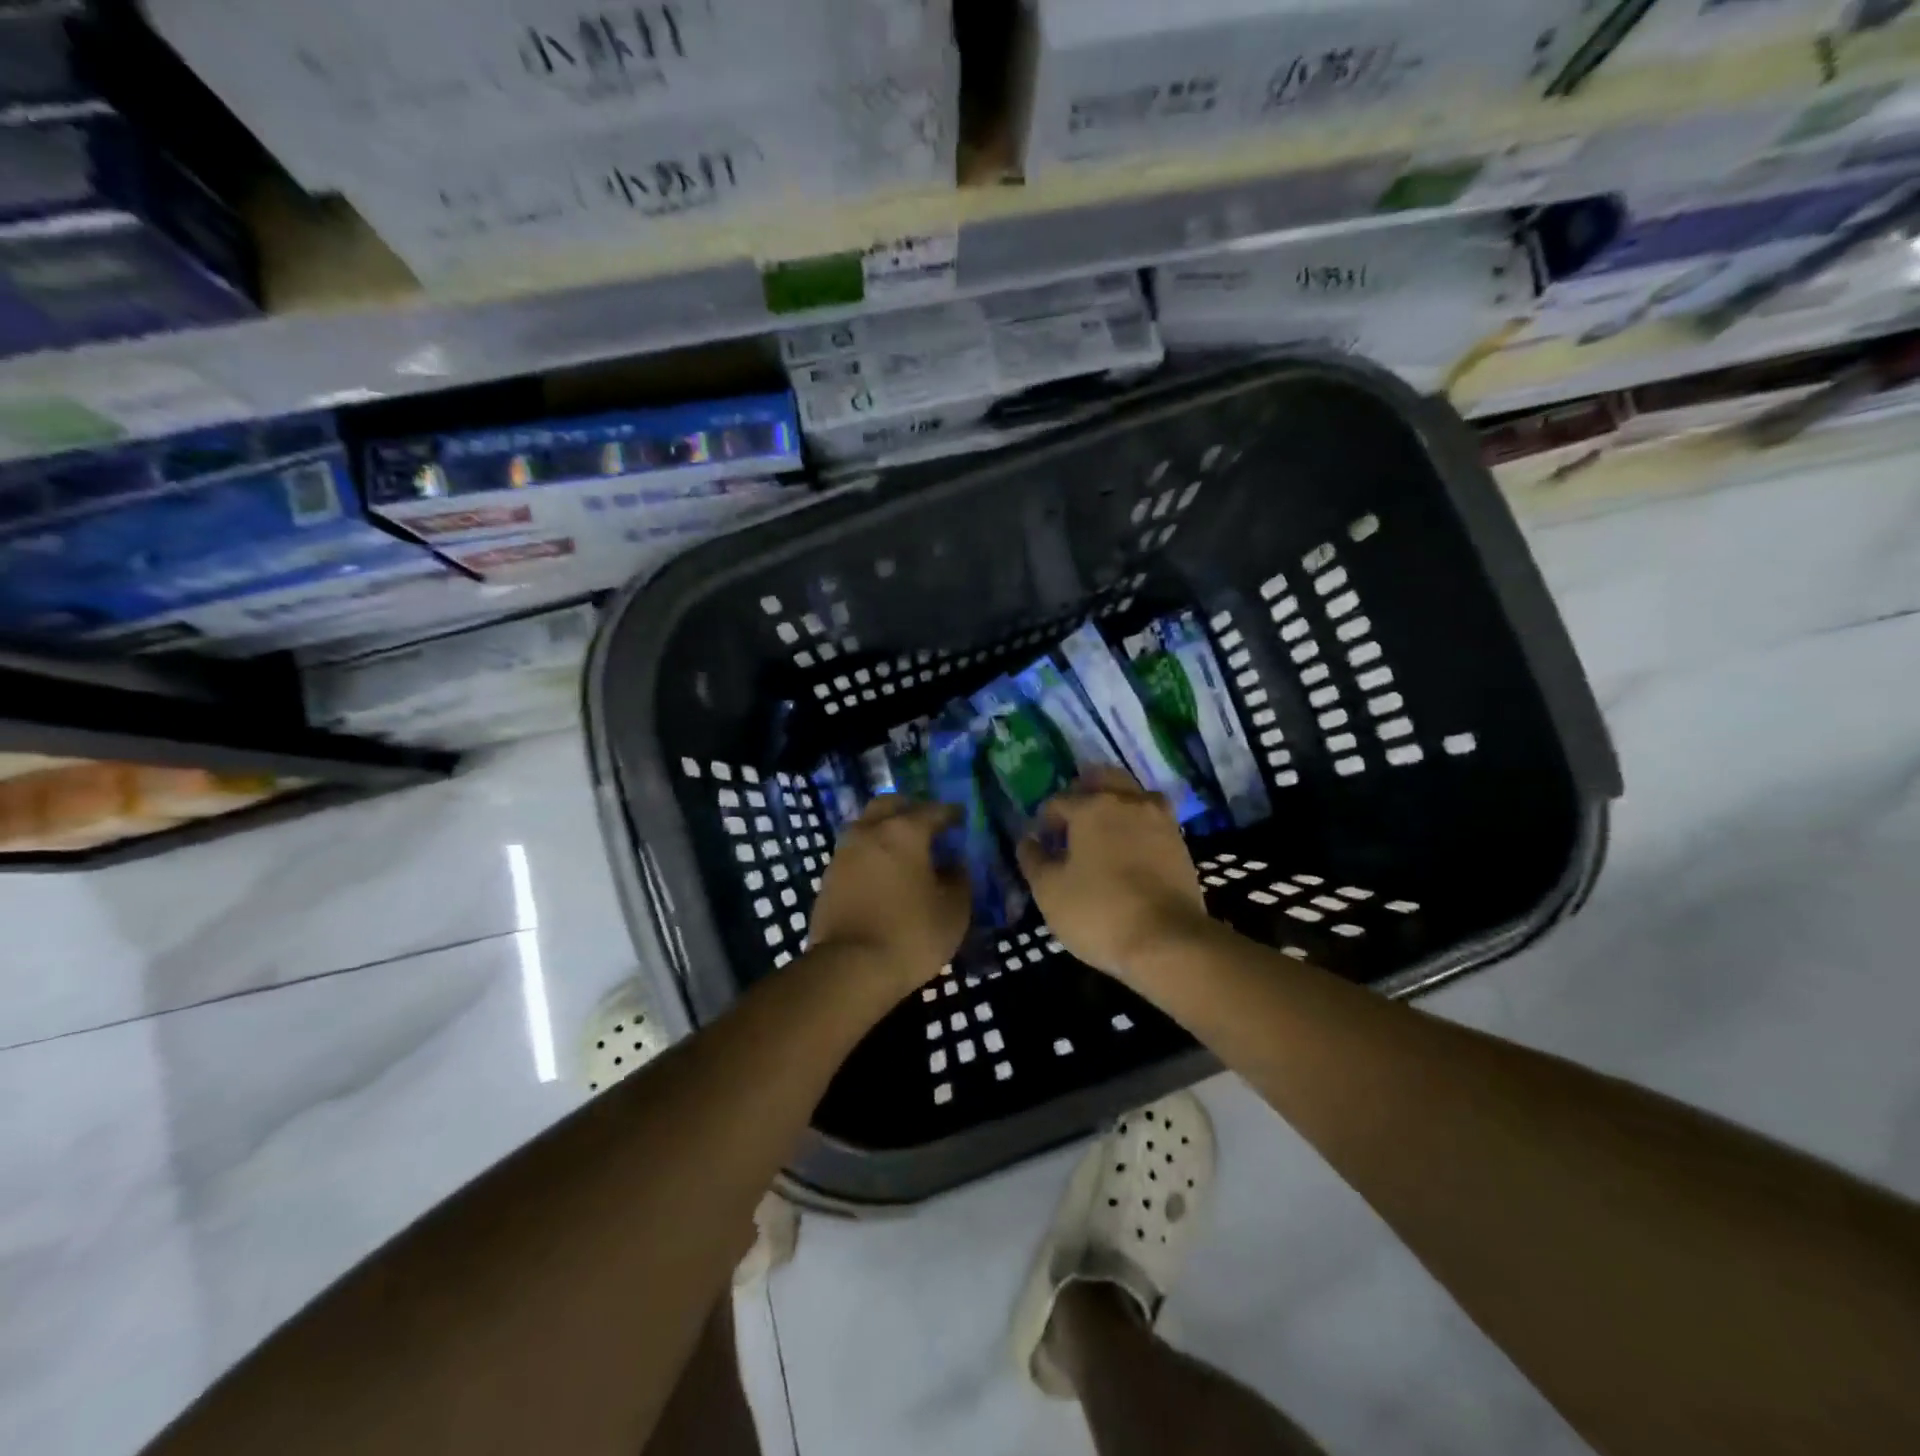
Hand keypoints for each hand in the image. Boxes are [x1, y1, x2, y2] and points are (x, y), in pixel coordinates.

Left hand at [807, 796, 968, 993]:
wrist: (849, 968)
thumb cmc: (910, 934)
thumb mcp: (953, 911)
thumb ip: (958, 880)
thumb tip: (954, 865)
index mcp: (904, 831)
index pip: (934, 810)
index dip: (951, 813)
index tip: (961, 817)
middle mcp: (870, 831)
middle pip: (890, 805)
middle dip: (910, 809)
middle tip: (927, 824)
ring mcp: (844, 853)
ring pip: (867, 826)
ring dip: (885, 830)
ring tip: (904, 850)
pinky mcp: (828, 877)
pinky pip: (855, 852)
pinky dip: (871, 854)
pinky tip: (883, 872)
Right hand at [1017, 767, 1211, 980]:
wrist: (1168, 942)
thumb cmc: (1099, 912)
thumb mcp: (1049, 891)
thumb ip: (1034, 860)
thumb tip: (1029, 841)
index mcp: (1092, 807)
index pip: (1059, 801)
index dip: (1045, 820)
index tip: (1042, 844)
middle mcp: (1128, 802)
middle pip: (1103, 780)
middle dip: (1084, 793)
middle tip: (1072, 821)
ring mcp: (1160, 820)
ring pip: (1134, 795)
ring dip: (1116, 803)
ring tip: (1103, 831)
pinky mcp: (1180, 844)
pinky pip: (1153, 820)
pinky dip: (1138, 825)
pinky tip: (1129, 849)